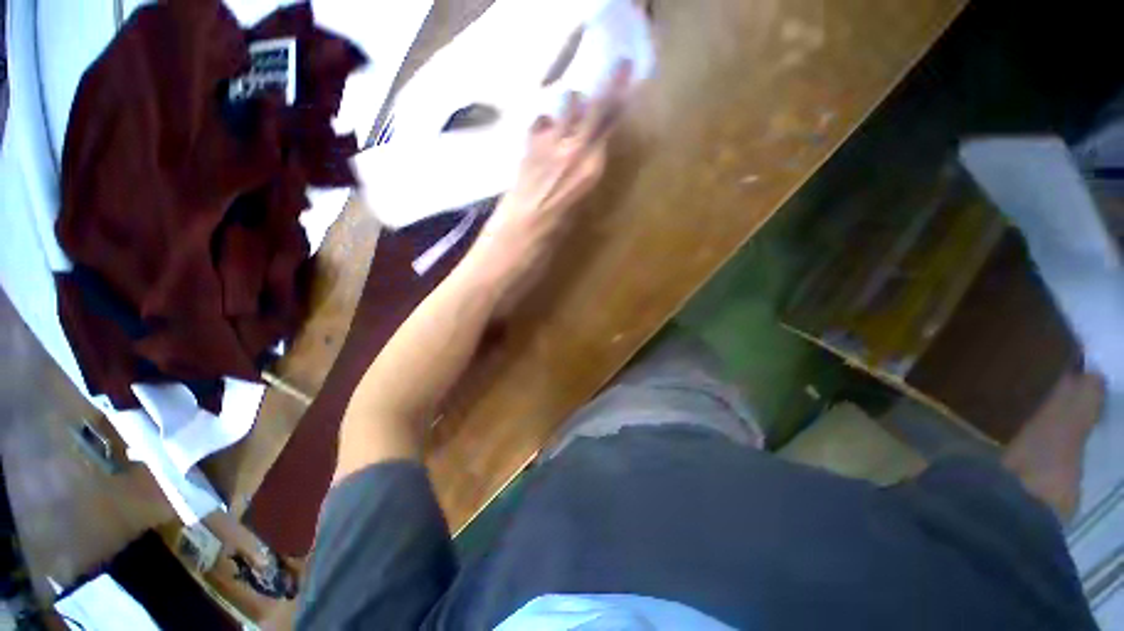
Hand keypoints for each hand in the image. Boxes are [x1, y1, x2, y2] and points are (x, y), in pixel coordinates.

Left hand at [463, 62, 632, 299]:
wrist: (508, 251)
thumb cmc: (547, 246)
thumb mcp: (574, 218)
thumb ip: (581, 187)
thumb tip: (585, 168)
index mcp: (588, 173)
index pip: (607, 125)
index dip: (618, 98)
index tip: (627, 76)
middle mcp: (569, 155)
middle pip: (590, 110)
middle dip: (606, 86)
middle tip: (617, 65)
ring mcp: (543, 152)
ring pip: (563, 111)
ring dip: (572, 103)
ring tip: (576, 101)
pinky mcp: (523, 157)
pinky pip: (537, 129)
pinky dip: (543, 125)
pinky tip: (545, 128)